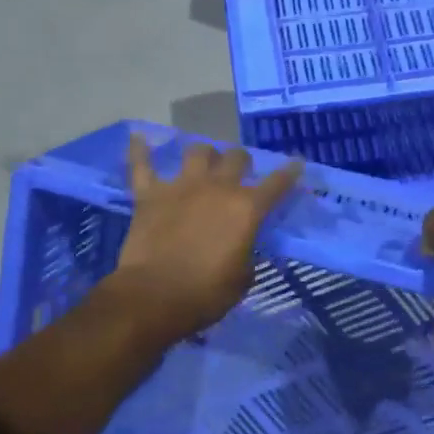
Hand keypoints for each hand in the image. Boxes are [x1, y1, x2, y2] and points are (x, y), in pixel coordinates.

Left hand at [107, 134, 302, 342]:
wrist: (154, 296)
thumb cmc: (205, 294)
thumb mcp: (242, 279)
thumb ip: (246, 255)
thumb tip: (242, 249)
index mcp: (247, 208)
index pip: (277, 184)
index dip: (289, 173)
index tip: (296, 164)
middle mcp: (217, 187)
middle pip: (236, 157)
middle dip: (241, 161)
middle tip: (240, 170)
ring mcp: (181, 186)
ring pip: (196, 151)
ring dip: (203, 154)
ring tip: (202, 161)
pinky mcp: (149, 194)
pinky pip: (141, 164)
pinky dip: (139, 150)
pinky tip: (137, 137)